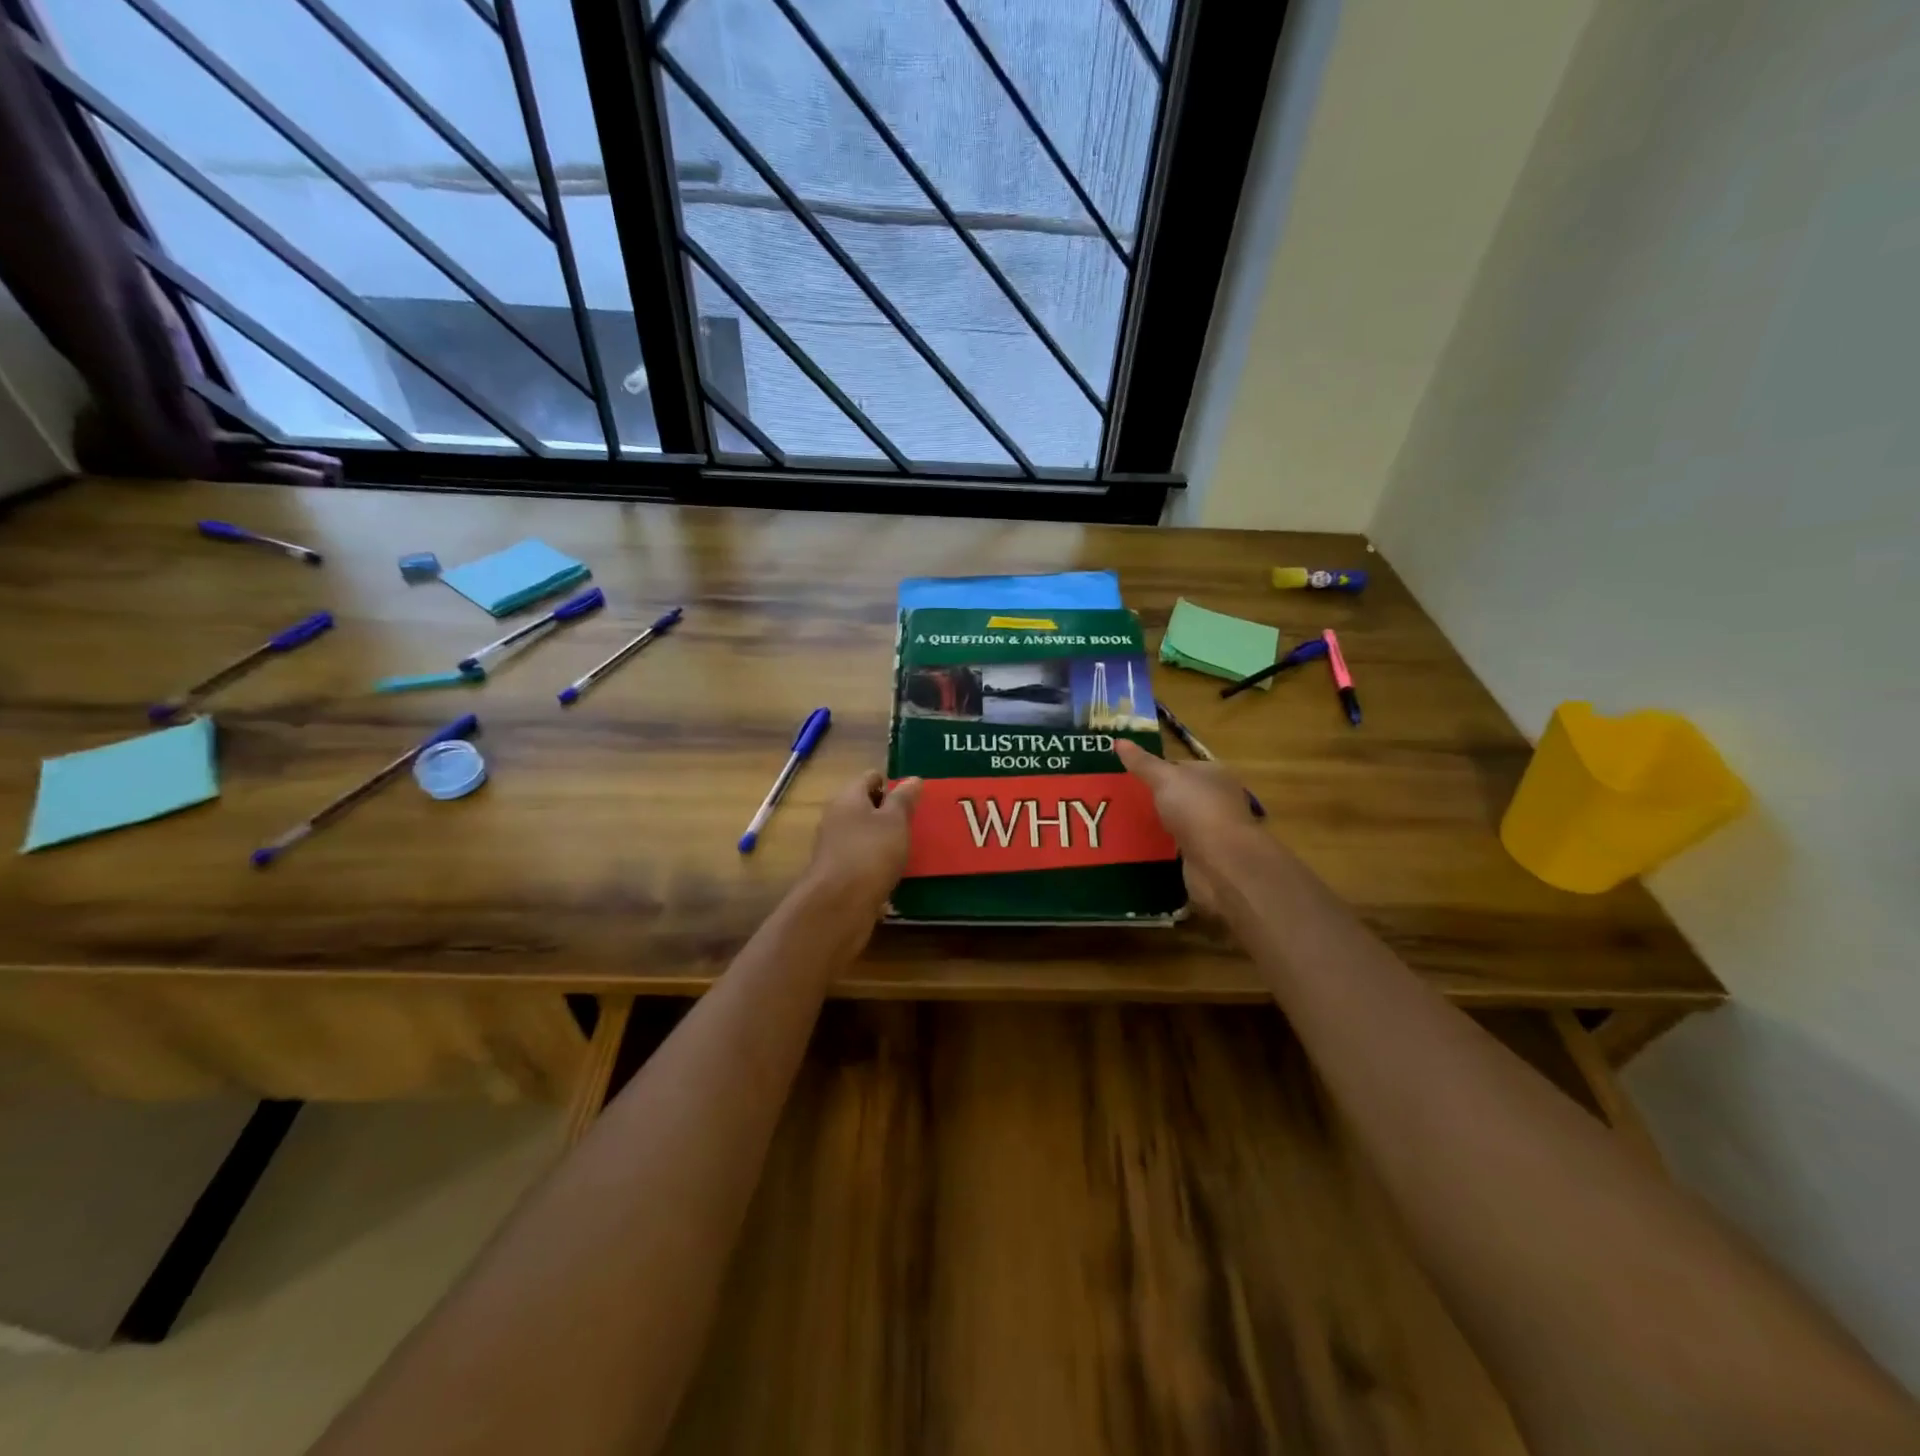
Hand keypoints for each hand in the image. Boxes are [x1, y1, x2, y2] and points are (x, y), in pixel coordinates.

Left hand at [802, 772, 922, 910]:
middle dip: (890, 812)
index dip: (892, 782)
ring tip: (912, 847)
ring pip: (864, 834)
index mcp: (848, 798)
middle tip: (918, 821)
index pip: (870, 778)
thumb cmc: (870, 853)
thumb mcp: (895, 821)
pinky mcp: (838, 873)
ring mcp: (835, 847)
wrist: (839, 905)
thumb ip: (904, 799)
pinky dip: (878, 862)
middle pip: (866, 806)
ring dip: (885, 839)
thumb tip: (913, 778)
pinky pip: (862, 859)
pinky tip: (895, 872)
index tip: (915, 795)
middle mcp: (837, 818)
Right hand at [1115, 739, 1267, 912]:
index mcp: (1214, 774)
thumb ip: (1142, 763)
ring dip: (1159, 824)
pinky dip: (1163, 848)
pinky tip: (1141, 847)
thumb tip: (1118, 741)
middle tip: (1122, 801)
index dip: (1157, 769)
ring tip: (1124, 825)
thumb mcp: (1164, 778)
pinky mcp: (1206, 857)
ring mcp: (1213, 830)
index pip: (1182, 766)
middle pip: (1181, 795)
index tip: (1129, 776)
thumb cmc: (1196, 809)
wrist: (1221, 862)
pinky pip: (1178, 847)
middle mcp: (1218, 799)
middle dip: (1156, 798)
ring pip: (1179, 822)